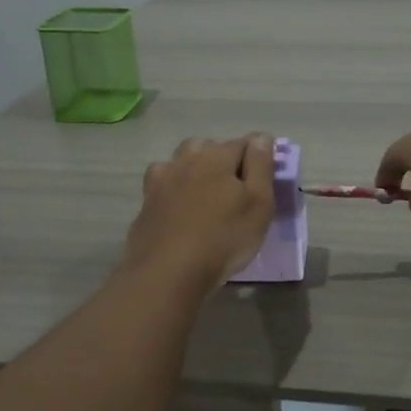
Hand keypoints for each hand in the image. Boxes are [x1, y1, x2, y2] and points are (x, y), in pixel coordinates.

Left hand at [123, 134, 276, 287]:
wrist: (167, 272)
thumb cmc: (223, 238)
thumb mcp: (258, 204)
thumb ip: (261, 166)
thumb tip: (261, 138)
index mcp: (217, 156)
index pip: (245, 143)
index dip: (258, 158)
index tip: (265, 181)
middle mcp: (186, 159)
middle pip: (210, 147)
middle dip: (225, 160)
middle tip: (237, 191)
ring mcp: (162, 179)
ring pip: (182, 161)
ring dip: (195, 169)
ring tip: (207, 195)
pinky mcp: (146, 202)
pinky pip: (163, 183)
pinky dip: (173, 188)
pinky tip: (179, 206)